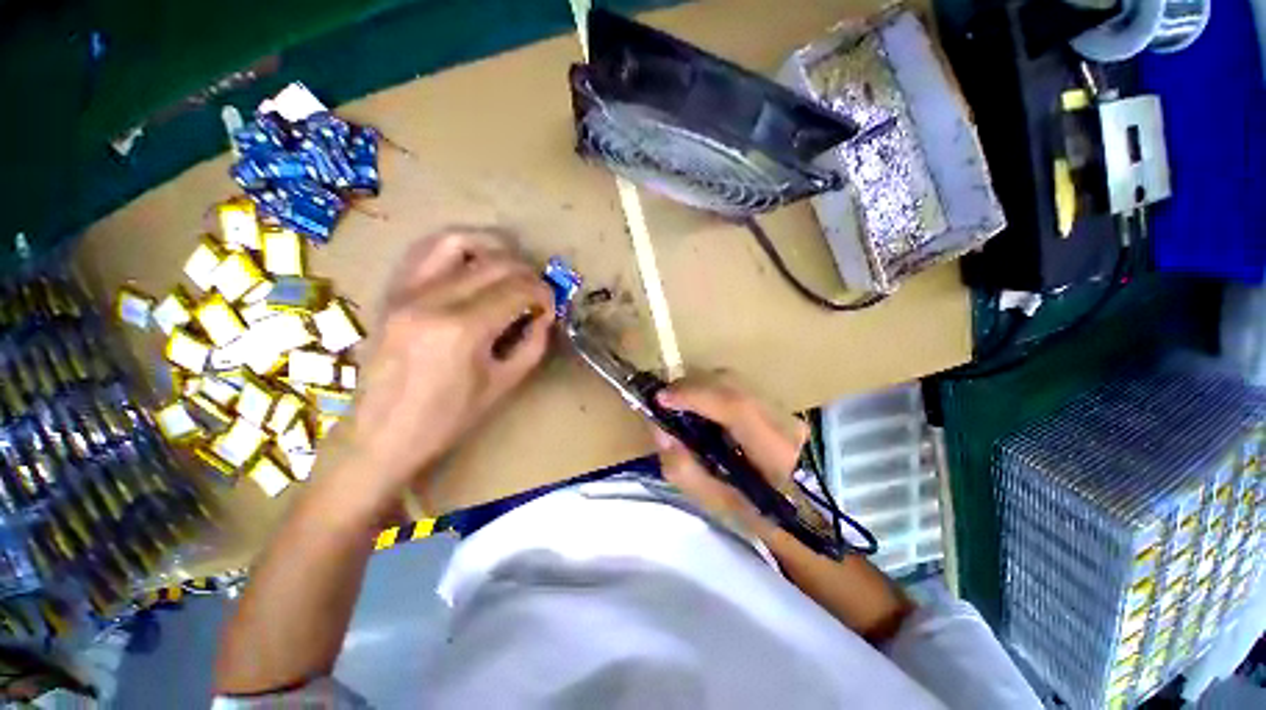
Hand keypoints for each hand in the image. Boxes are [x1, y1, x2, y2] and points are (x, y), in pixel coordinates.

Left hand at [321, 228, 553, 517]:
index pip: (517, 290)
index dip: (543, 294)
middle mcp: (432, 300)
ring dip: (494, 247)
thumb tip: (544, 315)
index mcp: (463, 329)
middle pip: (495, 263)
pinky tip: (474, 262)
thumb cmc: (447, 419)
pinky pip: (425, 250)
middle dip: (527, 274)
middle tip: (537, 293)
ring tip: (510, 266)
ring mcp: (405, 291)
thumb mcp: (504, 384)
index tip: (549, 308)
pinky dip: (457, 247)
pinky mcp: (392, 292)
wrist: (381, 435)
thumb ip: (532, 343)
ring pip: (457, 241)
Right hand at [652, 374, 807, 532]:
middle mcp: (783, 419)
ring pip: (731, 381)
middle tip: (665, 401)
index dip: (694, 396)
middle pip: (730, 383)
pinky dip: (711, 391)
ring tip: (680, 405)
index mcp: (775, 451)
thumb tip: (661, 432)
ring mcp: (783, 408)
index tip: (660, 398)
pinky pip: (735, 387)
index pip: (736, 407)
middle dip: (690, 387)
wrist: (802, 510)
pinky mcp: (777, 404)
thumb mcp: (714, 504)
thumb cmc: (758, 515)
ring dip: (700, 388)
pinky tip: (701, 408)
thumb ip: (683, 468)